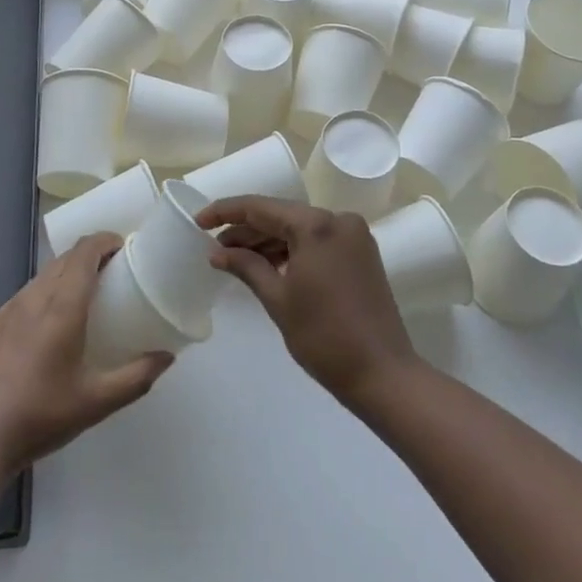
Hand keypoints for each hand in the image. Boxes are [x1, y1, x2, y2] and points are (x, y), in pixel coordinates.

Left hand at [0, 233, 172, 471]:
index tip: (125, 248)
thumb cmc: (42, 417)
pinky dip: (46, 293)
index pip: (85, 251)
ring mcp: (9, 308)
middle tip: (113, 274)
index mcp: (62, 307)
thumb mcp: (97, 402)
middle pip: (66, 257)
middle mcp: (35, 297)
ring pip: (44, 274)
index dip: (106, 240)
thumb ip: (136, 377)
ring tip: (84, 297)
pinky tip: (49, 325)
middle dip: (91, 255)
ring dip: (67, 273)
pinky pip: (27, 294)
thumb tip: (167, 357)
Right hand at [196, 196, 418, 402]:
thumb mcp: (278, 299)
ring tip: (235, 258)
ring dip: (268, 240)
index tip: (199, 221)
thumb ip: (246, 266)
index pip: (260, 207)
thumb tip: (217, 252)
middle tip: (214, 247)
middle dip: (247, 230)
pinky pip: (317, 240)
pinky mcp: (360, 252)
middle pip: (281, 215)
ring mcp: (353, 235)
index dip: (226, 212)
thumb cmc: (324, 337)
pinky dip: (292, 250)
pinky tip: (268, 264)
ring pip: (299, 228)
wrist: (383, 374)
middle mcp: (337, 219)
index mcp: (316, 224)